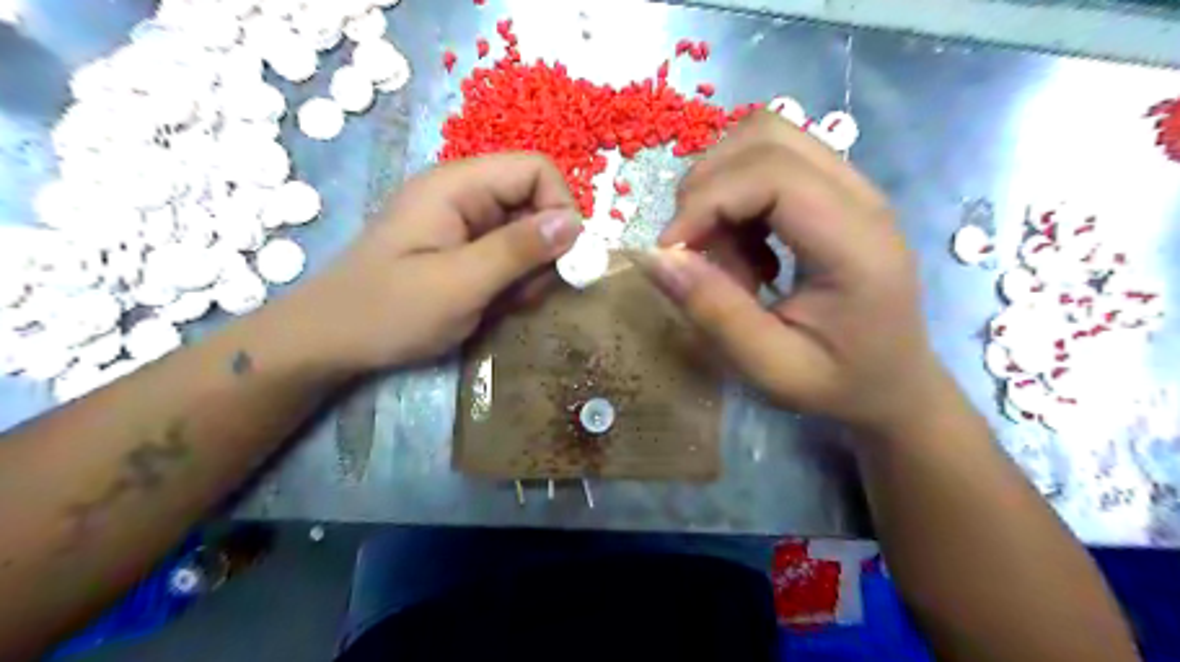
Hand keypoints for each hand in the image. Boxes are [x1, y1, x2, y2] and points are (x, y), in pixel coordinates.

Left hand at [285, 151, 580, 375]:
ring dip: (531, 271)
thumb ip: (518, 250)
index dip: (561, 206)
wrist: (331, 342)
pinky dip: (515, 281)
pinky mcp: (463, 250)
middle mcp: (464, 196)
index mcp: (457, 186)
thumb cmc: (389, 311)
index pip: (535, 169)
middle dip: (545, 249)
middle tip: (527, 292)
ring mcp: (463, 224)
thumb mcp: (459, 283)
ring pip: (527, 233)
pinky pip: (509, 255)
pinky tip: (496, 305)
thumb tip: (575, 222)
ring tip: (507, 303)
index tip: (565, 257)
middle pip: (535, 202)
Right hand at [642, 112, 946, 434]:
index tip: (670, 253)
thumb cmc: (839, 384)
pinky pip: (771, 161)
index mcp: (856, 243)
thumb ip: (713, 311)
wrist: (895, 383)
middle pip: (765, 136)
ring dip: (721, 187)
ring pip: (765, 137)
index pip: (771, 175)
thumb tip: (652, 256)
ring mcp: (853, 187)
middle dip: (707, 189)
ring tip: (725, 253)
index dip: (705, 202)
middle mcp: (862, 197)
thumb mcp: (770, 367)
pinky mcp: (837, 191)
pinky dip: (737, 195)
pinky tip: (748, 249)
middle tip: (696, 254)